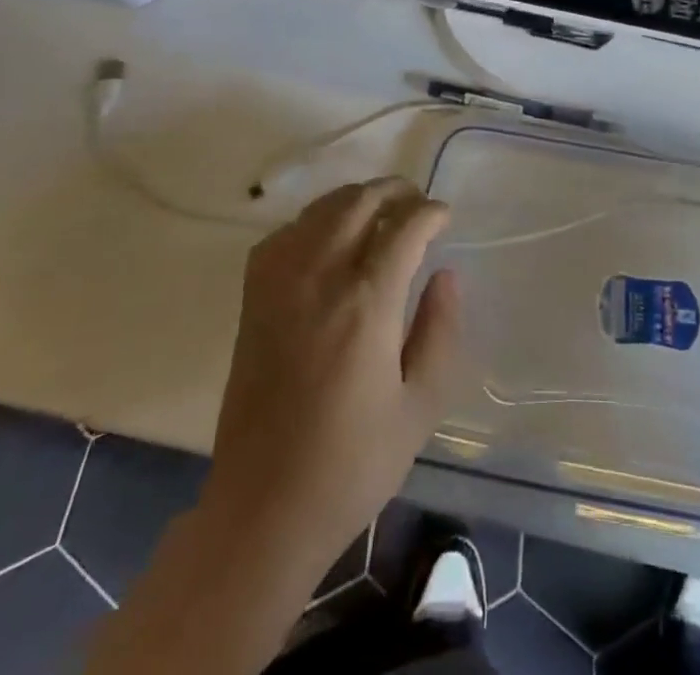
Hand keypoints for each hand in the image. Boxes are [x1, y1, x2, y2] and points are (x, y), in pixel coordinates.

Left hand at [207, 177, 461, 577]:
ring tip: (379, 212)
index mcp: (367, 303)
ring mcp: (280, 284)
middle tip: (416, 203)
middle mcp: (321, 278)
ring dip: (355, 199)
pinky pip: (283, 235)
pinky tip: (327, 239)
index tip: (445, 217)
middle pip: (359, 203)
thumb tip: (446, 274)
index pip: (404, 227)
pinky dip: (312, 222)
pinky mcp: (253, 299)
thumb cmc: (353, 464)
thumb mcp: (420, 406)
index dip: (430, 213)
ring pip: (320, 210)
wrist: (264, 507)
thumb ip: (440, 331)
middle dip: (395, 191)